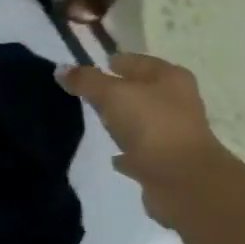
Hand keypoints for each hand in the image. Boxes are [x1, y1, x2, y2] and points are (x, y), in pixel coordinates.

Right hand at [58, 53, 239, 225]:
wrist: (183, 181)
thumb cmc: (151, 125)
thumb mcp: (112, 94)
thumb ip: (87, 81)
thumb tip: (61, 69)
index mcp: (170, 78)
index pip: (137, 62)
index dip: (115, 63)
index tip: (90, 70)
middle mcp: (177, 103)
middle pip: (141, 91)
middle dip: (118, 92)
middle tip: (90, 96)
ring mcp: (174, 134)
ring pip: (143, 122)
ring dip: (125, 122)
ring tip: (99, 123)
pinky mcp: (168, 163)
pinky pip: (142, 152)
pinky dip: (128, 152)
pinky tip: (113, 156)